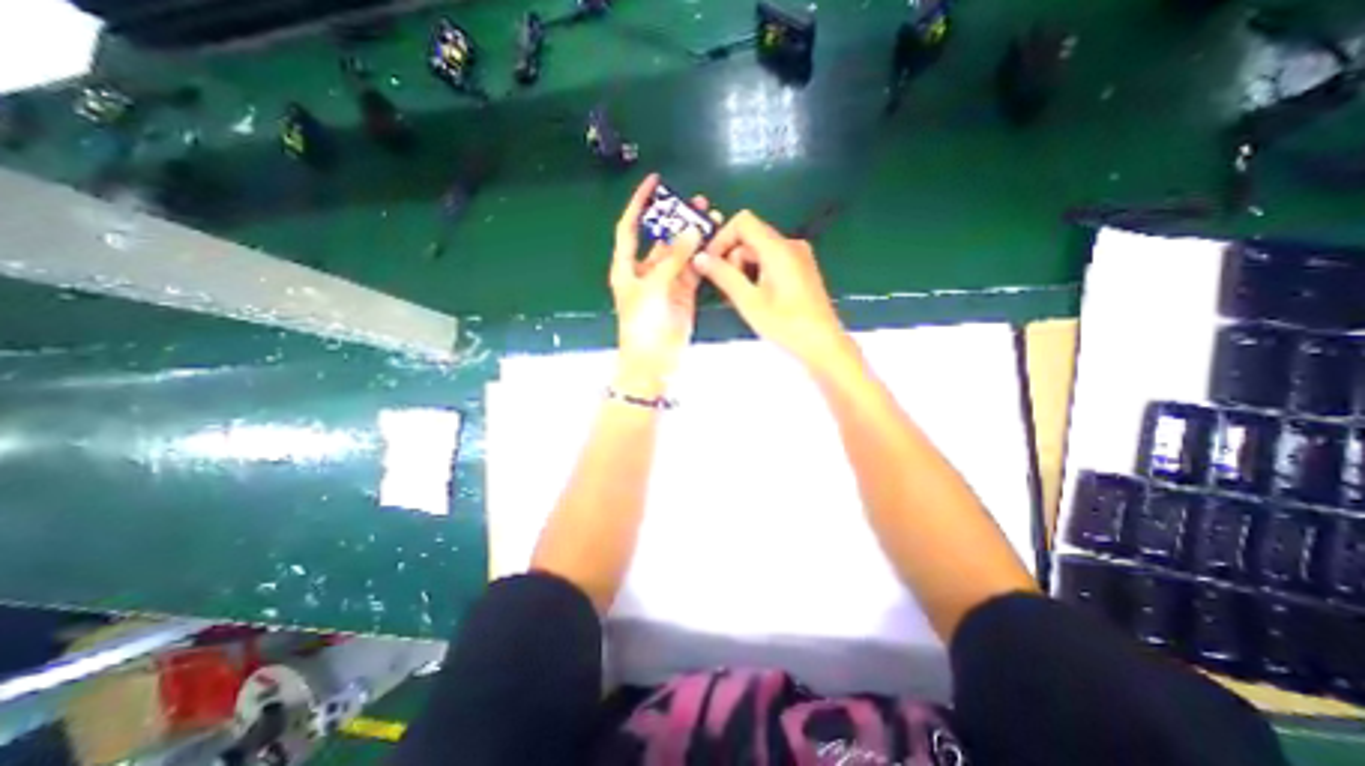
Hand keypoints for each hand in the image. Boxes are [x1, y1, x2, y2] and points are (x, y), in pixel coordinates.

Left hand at [611, 170, 713, 393]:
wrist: (654, 361)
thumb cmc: (643, 325)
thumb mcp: (653, 288)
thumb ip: (673, 259)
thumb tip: (692, 231)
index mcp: (627, 267)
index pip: (630, 228)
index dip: (639, 204)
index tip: (654, 181)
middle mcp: (646, 271)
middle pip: (661, 238)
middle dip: (677, 220)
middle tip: (698, 203)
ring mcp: (666, 283)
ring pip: (681, 253)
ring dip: (695, 238)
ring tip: (713, 219)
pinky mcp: (683, 294)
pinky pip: (694, 270)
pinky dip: (703, 258)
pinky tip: (715, 245)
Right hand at [693, 210, 850, 371]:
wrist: (822, 345)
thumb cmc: (786, 325)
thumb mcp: (749, 301)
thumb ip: (723, 276)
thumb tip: (699, 258)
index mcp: (778, 248)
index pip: (743, 222)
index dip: (721, 238)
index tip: (711, 263)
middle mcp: (790, 245)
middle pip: (750, 237)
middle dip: (732, 258)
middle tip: (727, 289)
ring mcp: (799, 256)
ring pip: (759, 250)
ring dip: (743, 269)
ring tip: (741, 298)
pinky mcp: (801, 269)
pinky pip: (771, 261)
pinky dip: (757, 273)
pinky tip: (756, 297)